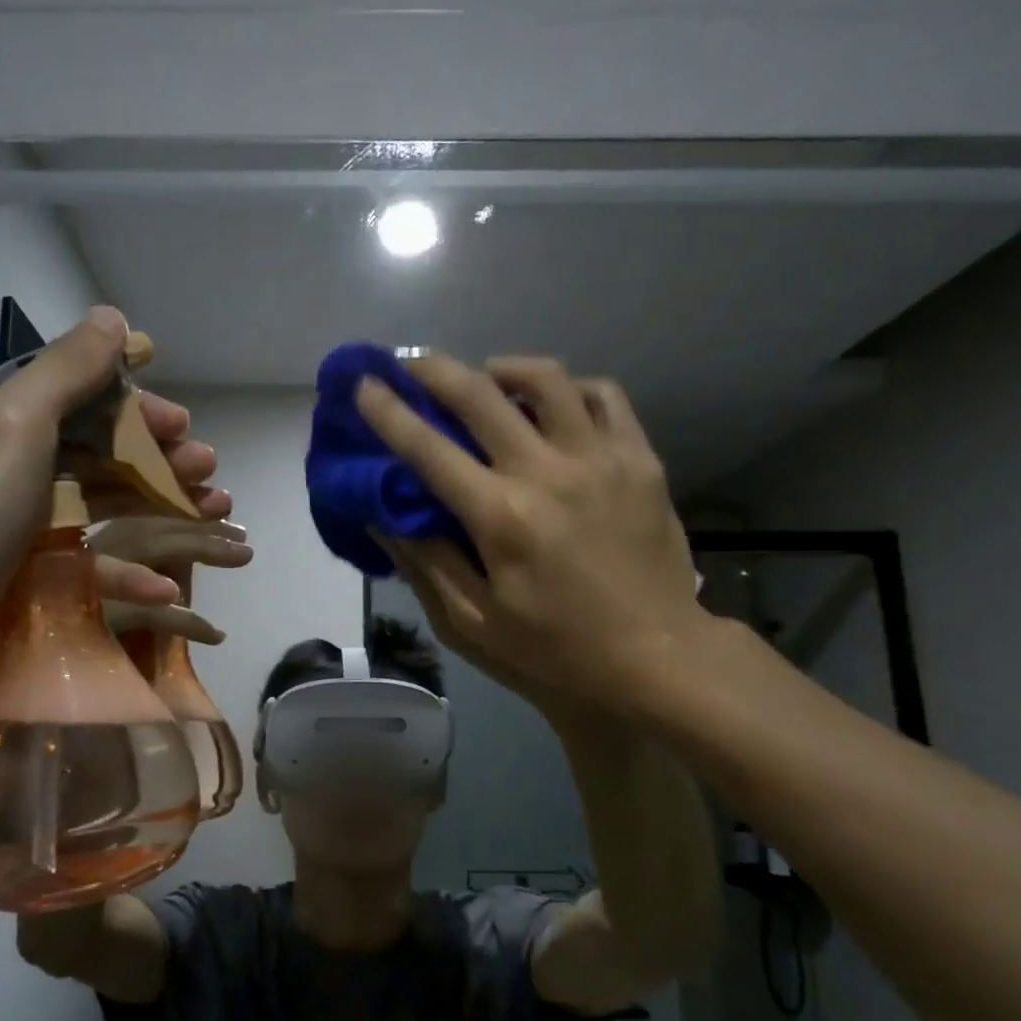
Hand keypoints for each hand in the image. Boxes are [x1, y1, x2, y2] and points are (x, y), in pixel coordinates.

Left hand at [0, 305, 231, 720]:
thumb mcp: (11, 422)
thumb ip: (67, 370)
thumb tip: (112, 317)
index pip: (65, 398)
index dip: (127, 404)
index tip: (178, 418)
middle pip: (91, 453)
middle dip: (155, 456)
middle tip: (206, 464)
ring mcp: (11, 534)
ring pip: (100, 508)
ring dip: (159, 505)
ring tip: (213, 508)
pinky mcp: (27, 587)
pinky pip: (87, 567)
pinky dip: (129, 572)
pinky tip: (169, 580)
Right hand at [357, 353, 704, 714]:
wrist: (657, 657)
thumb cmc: (556, 650)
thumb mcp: (475, 624)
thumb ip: (426, 563)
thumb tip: (381, 516)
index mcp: (500, 517)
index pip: (428, 449)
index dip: (388, 412)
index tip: (363, 383)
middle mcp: (547, 472)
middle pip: (480, 394)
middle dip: (434, 370)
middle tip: (410, 362)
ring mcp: (601, 458)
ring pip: (547, 379)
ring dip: (503, 368)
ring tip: (486, 377)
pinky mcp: (640, 460)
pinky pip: (603, 396)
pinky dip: (570, 389)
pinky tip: (556, 404)